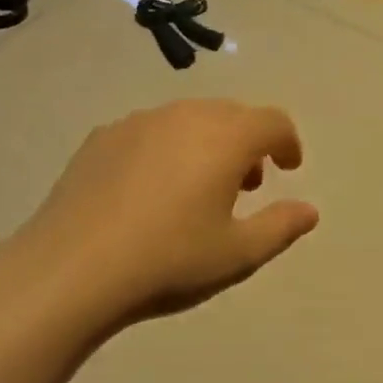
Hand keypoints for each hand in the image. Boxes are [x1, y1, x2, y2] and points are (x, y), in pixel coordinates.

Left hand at [18, 100, 319, 329]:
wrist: (72, 268)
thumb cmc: (168, 260)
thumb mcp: (237, 254)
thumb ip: (280, 227)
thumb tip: (309, 210)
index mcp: (225, 137)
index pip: (272, 121)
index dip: (287, 142)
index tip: (288, 169)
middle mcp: (185, 115)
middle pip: (231, 114)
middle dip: (248, 142)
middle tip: (247, 184)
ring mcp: (139, 121)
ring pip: (189, 118)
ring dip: (208, 142)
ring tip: (198, 187)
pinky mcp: (103, 136)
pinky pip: (150, 130)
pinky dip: (166, 147)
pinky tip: (150, 189)